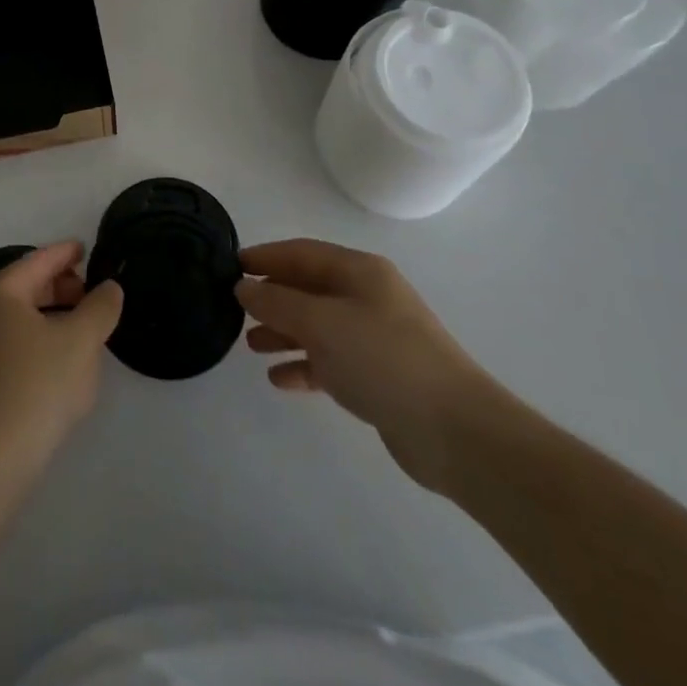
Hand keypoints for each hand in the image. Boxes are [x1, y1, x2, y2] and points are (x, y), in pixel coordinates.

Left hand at [0, 241, 123, 472]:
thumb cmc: (37, 384)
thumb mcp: (81, 340)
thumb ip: (100, 307)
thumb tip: (109, 288)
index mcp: (0, 292)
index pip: (38, 260)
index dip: (65, 253)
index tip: (86, 248)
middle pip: (28, 286)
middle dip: (62, 285)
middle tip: (93, 292)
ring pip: (23, 316)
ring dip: (54, 314)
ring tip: (85, 324)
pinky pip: (17, 341)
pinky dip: (42, 337)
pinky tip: (64, 357)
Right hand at [237, 239, 510, 491]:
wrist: (455, 432)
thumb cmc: (383, 359)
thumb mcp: (320, 323)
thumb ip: (276, 302)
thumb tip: (243, 287)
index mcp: (359, 272)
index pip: (301, 253)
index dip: (265, 257)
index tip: (231, 267)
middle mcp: (367, 297)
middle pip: (309, 288)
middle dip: (272, 297)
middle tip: (235, 310)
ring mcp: (375, 338)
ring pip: (317, 326)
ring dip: (283, 333)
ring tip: (250, 346)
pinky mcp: (379, 377)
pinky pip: (330, 362)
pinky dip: (304, 365)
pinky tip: (279, 380)